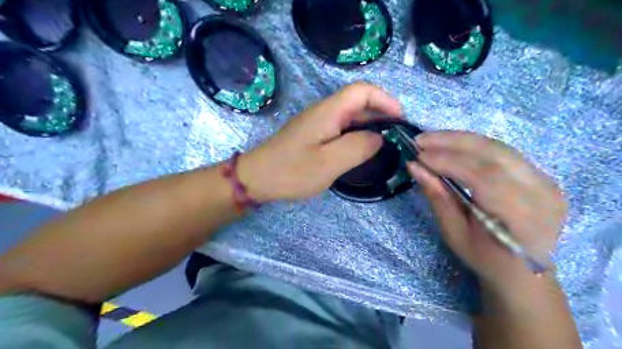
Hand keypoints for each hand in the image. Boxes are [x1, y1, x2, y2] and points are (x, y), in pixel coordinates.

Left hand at [239, 82, 402, 200]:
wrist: (256, 179)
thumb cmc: (291, 171)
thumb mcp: (328, 163)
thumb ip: (358, 147)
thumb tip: (379, 137)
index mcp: (328, 112)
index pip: (362, 91)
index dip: (385, 100)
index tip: (400, 120)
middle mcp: (323, 112)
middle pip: (358, 102)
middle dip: (381, 114)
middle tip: (397, 137)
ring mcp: (317, 123)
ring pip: (350, 117)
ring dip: (369, 126)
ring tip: (384, 145)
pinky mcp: (313, 135)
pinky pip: (341, 129)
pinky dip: (356, 136)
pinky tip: (361, 151)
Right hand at [410, 132, 567, 295]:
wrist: (523, 270)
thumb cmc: (486, 258)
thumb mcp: (454, 233)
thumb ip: (438, 197)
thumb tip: (415, 167)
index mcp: (522, 217)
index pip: (484, 176)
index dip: (448, 161)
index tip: (419, 156)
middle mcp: (542, 193)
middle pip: (494, 153)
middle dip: (452, 142)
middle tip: (421, 140)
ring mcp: (546, 181)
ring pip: (498, 147)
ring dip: (461, 139)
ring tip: (432, 139)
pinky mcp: (541, 174)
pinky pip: (503, 152)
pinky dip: (473, 145)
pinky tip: (452, 145)